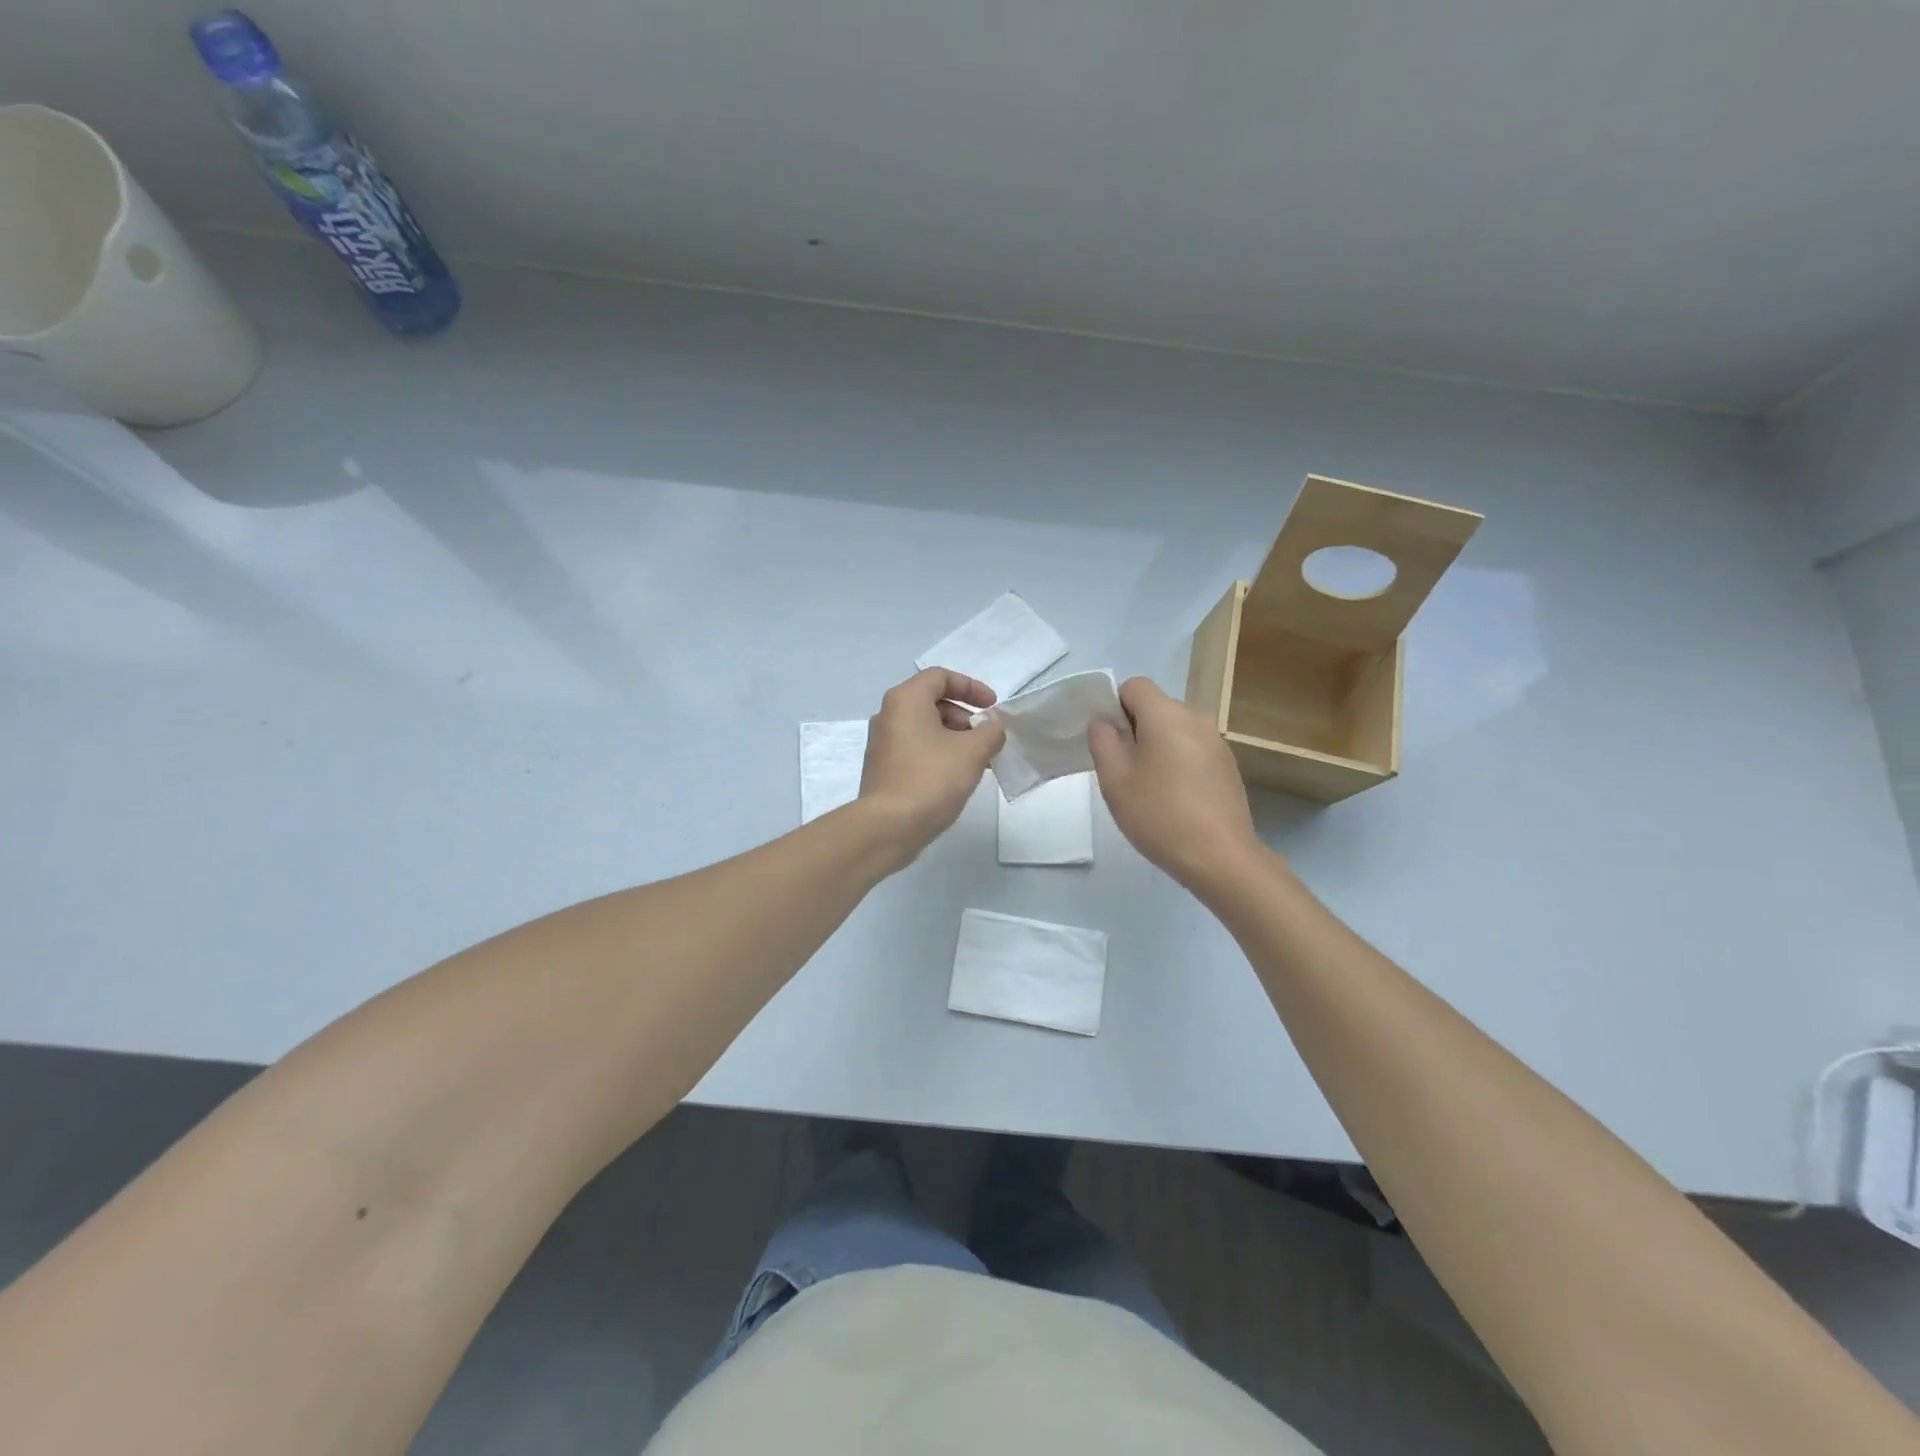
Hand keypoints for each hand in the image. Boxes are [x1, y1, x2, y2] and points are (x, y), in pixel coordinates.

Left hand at [859, 668, 1004, 858]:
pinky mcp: (883, 768)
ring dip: (955, 738)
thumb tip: (992, 725)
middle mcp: (888, 715)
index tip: (993, 707)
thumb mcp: (973, 752)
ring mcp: (882, 743)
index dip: (971, 687)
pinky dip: (939, 754)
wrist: (888, 826)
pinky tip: (957, 777)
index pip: (940, 677)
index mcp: (906, 700)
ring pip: (925, 728)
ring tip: (979, 761)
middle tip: (987, 738)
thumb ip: (991, 731)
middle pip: (932, 702)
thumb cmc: (931, 779)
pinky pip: (916, 749)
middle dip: (965, 716)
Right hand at [1088, 677, 1266, 891]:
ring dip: (1157, 747)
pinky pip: (1193, 749)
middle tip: (1123, 770)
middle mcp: (1196, 717)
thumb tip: (1104, 722)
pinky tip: (1176, 799)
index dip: (1115, 707)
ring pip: (1175, 729)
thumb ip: (1103, 741)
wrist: (1221, 857)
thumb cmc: (1160, 814)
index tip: (1109, 743)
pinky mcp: (1228, 765)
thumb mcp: (1115, 780)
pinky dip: (1178, 762)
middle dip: (1135, 729)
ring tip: (1150, 788)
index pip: (1134, 686)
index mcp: (1166, 714)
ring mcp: (1217, 741)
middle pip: (1155, 707)